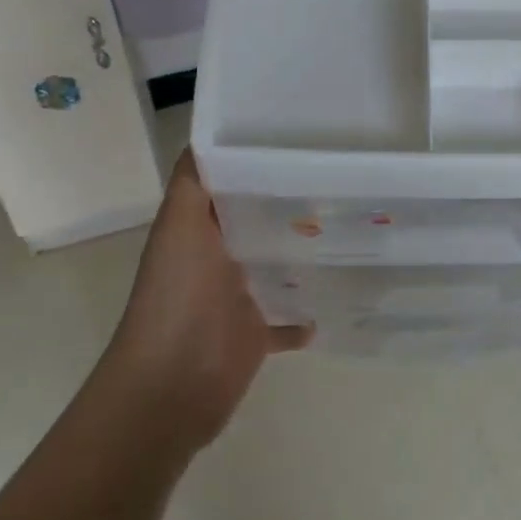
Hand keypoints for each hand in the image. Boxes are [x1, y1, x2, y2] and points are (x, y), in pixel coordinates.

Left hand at [98, 151, 310, 453]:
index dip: (256, 161)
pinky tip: (334, 299)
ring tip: (347, 229)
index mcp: (196, 229)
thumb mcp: (181, 225)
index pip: (228, 184)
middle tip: (340, 178)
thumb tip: (205, 133)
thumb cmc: (178, 297)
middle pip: (255, 223)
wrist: (172, 386)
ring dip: (300, 255)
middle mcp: (214, 258)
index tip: (300, 139)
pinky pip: (285, 322)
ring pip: (272, 267)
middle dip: (289, 204)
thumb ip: (193, 182)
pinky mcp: (253, 335)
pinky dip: (304, 315)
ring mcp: (235, 299)